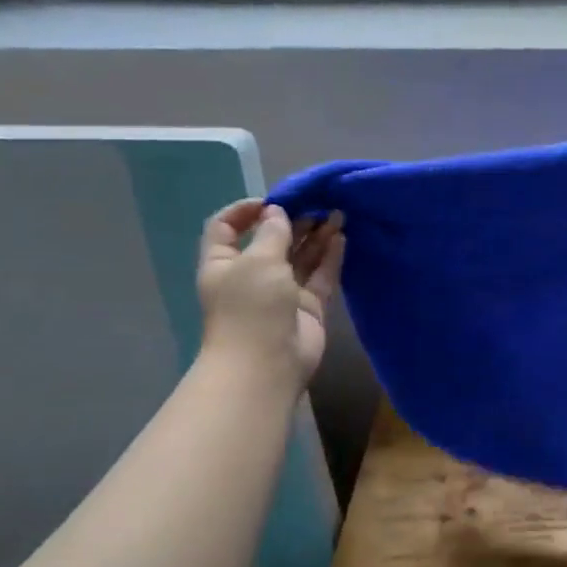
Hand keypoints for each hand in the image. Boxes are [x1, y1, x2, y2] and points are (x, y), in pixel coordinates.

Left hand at [196, 200, 344, 385]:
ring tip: (336, 214)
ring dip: (315, 235)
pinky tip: (341, 237)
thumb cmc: (251, 307)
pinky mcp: (308, 306)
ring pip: (300, 257)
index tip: (273, 201)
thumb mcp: (257, 261)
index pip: (226, 228)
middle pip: (271, 240)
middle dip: (292, 220)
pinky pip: (320, 275)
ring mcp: (281, 292)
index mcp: (224, 264)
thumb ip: (272, 233)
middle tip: (317, 203)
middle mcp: (252, 275)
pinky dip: (330, 256)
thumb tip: (277, 213)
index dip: (244, 211)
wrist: (267, 365)